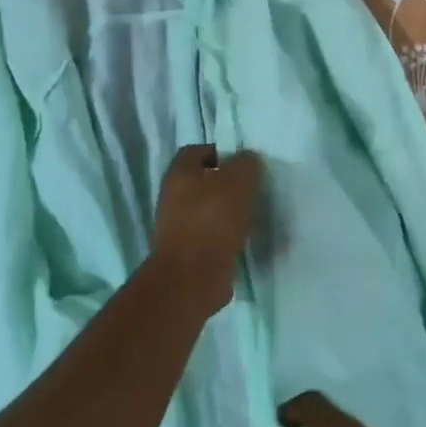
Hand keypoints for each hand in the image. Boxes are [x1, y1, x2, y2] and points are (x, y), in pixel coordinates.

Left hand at [151, 145, 261, 317]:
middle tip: (253, 188)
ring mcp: (177, 226)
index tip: (245, 163)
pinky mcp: (188, 250)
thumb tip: (248, 160)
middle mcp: (173, 196)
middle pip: (201, 181)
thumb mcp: (239, 182)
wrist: (193, 275)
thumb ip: (246, 164)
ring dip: (227, 210)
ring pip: (206, 209)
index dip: (221, 152)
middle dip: (227, 183)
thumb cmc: (213, 220)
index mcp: (179, 173)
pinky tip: (244, 237)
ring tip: (252, 214)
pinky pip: (210, 233)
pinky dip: (226, 234)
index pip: (197, 151)